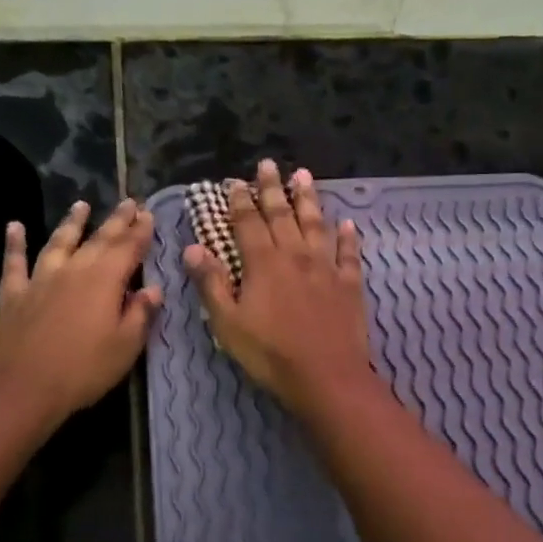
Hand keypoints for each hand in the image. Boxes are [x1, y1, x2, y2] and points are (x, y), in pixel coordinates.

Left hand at [0, 199, 161, 424]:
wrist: (22, 387)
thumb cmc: (83, 370)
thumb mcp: (125, 347)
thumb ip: (140, 314)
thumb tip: (153, 289)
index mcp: (105, 280)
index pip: (129, 248)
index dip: (141, 231)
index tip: (150, 213)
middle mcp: (74, 269)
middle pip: (99, 239)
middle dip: (116, 220)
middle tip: (129, 201)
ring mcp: (40, 278)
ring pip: (59, 241)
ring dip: (72, 222)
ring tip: (81, 205)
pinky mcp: (13, 293)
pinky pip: (14, 261)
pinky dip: (15, 242)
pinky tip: (14, 226)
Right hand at [182, 160, 375, 415]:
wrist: (327, 377)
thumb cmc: (270, 353)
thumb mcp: (228, 323)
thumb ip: (212, 283)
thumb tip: (193, 248)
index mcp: (263, 263)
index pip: (248, 223)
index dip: (241, 201)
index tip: (236, 182)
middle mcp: (295, 255)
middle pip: (282, 214)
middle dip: (273, 188)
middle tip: (269, 164)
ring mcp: (326, 267)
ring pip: (316, 224)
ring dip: (309, 199)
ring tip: (304, 175)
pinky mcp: (349, 284)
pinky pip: (348, 253)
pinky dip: (348, 236)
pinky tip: (348, 223)